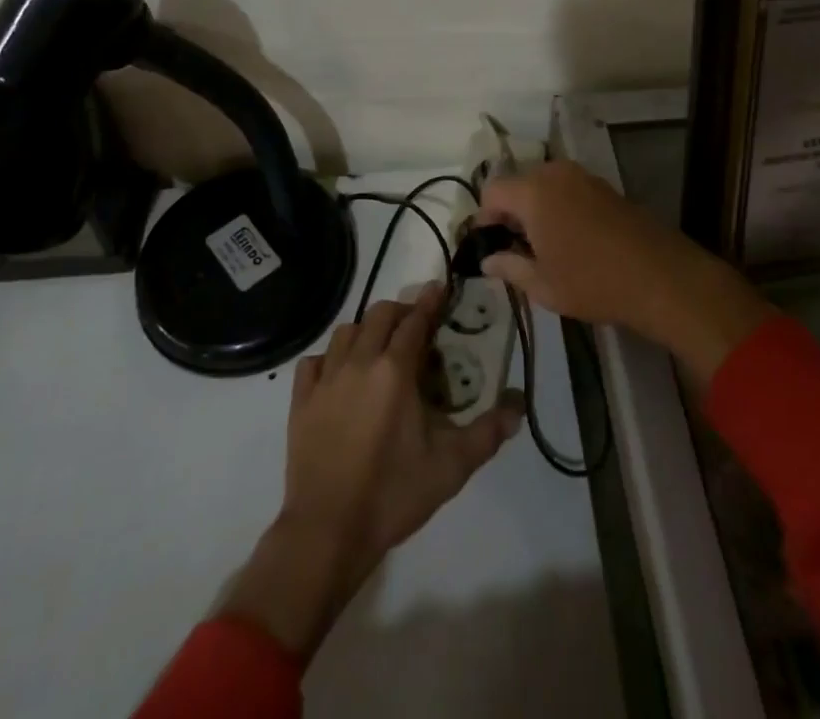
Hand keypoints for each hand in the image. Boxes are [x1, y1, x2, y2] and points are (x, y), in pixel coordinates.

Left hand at [216, 286, 521, 660]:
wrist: (328, 530)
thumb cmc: (393, 494)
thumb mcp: (451, 467)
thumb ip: (488, 433)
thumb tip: (518, 407)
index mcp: (395, 371)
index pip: (415, 321)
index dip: (430, 302)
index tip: (440, 288)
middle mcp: (359, 362)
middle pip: (379, 314)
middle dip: (401, 311)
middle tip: (415, 325)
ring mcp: (326, 379)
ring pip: (346, 331)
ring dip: (366, 330)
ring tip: (379, 346)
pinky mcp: (301, 400)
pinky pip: (314, 361)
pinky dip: (330, 358)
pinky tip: (339, 373)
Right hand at [477, 160, 769, 381]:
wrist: (660, 276)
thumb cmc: (592, 283)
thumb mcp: (543, 285)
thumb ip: (510, 267)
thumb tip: (487, 260)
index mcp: (533, 192)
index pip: (492, 191)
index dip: (484, 217)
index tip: (490, 244)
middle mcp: (555, 174)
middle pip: (518, 183)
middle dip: (510, 210)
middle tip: (514, 246)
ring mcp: (583, 176)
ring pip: (544, 184)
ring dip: (535, 207)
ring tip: (542, 244)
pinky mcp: (605, 185)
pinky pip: (567, 187)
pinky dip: (558, 204)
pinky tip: (570, 237)